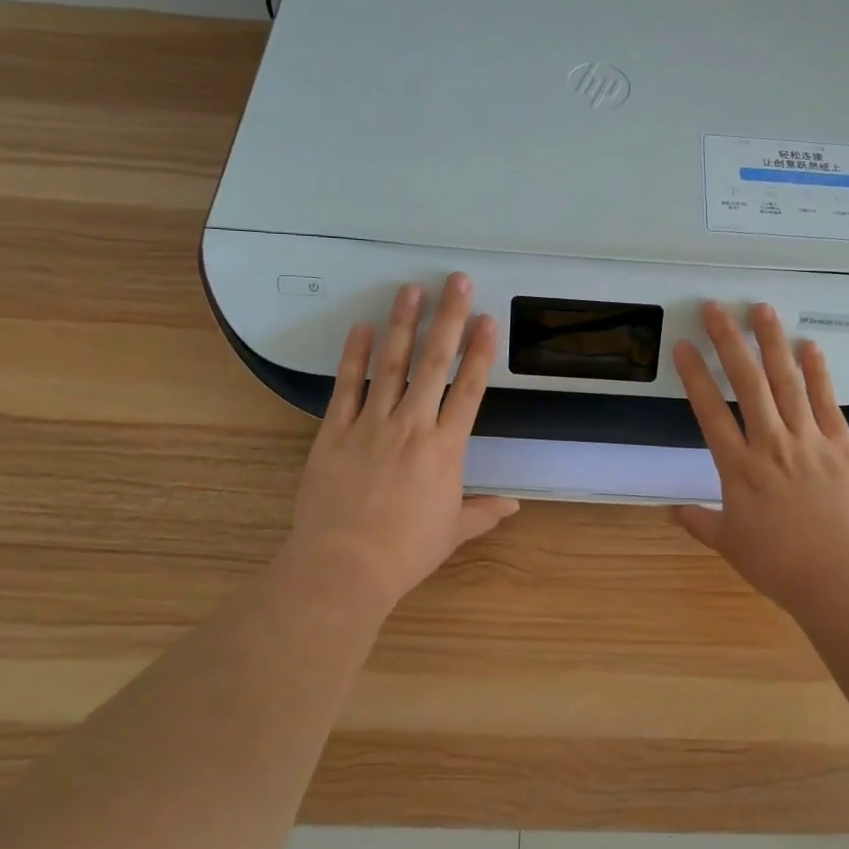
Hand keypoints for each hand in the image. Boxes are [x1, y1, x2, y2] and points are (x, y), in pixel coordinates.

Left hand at [280, 273, 518, 609]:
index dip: (480, 352)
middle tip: (456, 281)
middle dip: (448, 319)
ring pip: (391, 365)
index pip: (469, 390)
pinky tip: (361, 328)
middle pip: (435, 363)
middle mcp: (412, 426)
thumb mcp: (452, 532)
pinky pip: (346, 386)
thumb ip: (483, 512)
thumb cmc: (405, 552)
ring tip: (411, 290)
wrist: (344, 567)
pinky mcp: (335, 431)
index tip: (487, 319)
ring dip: (403, 324)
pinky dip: (354, 356)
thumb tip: (514, 506)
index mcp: (445, 448)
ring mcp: (371, 424)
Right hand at [671, 301, 848, 609]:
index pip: (710, 411)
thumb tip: (670, 511)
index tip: (683, 346)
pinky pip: (827, 402)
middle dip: (729, 341)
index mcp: (738, 467)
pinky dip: (818, 372)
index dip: (695, 375)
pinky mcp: (841, 445)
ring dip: (772, 343)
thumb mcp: (730, 544)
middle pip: (747, 383)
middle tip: (716, 308)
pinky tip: (809, 345)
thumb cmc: (779, 564)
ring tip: (761, 309)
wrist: (840, 576)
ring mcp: (808, 440)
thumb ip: (700, 522)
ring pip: (786, 382)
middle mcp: (770, 443)